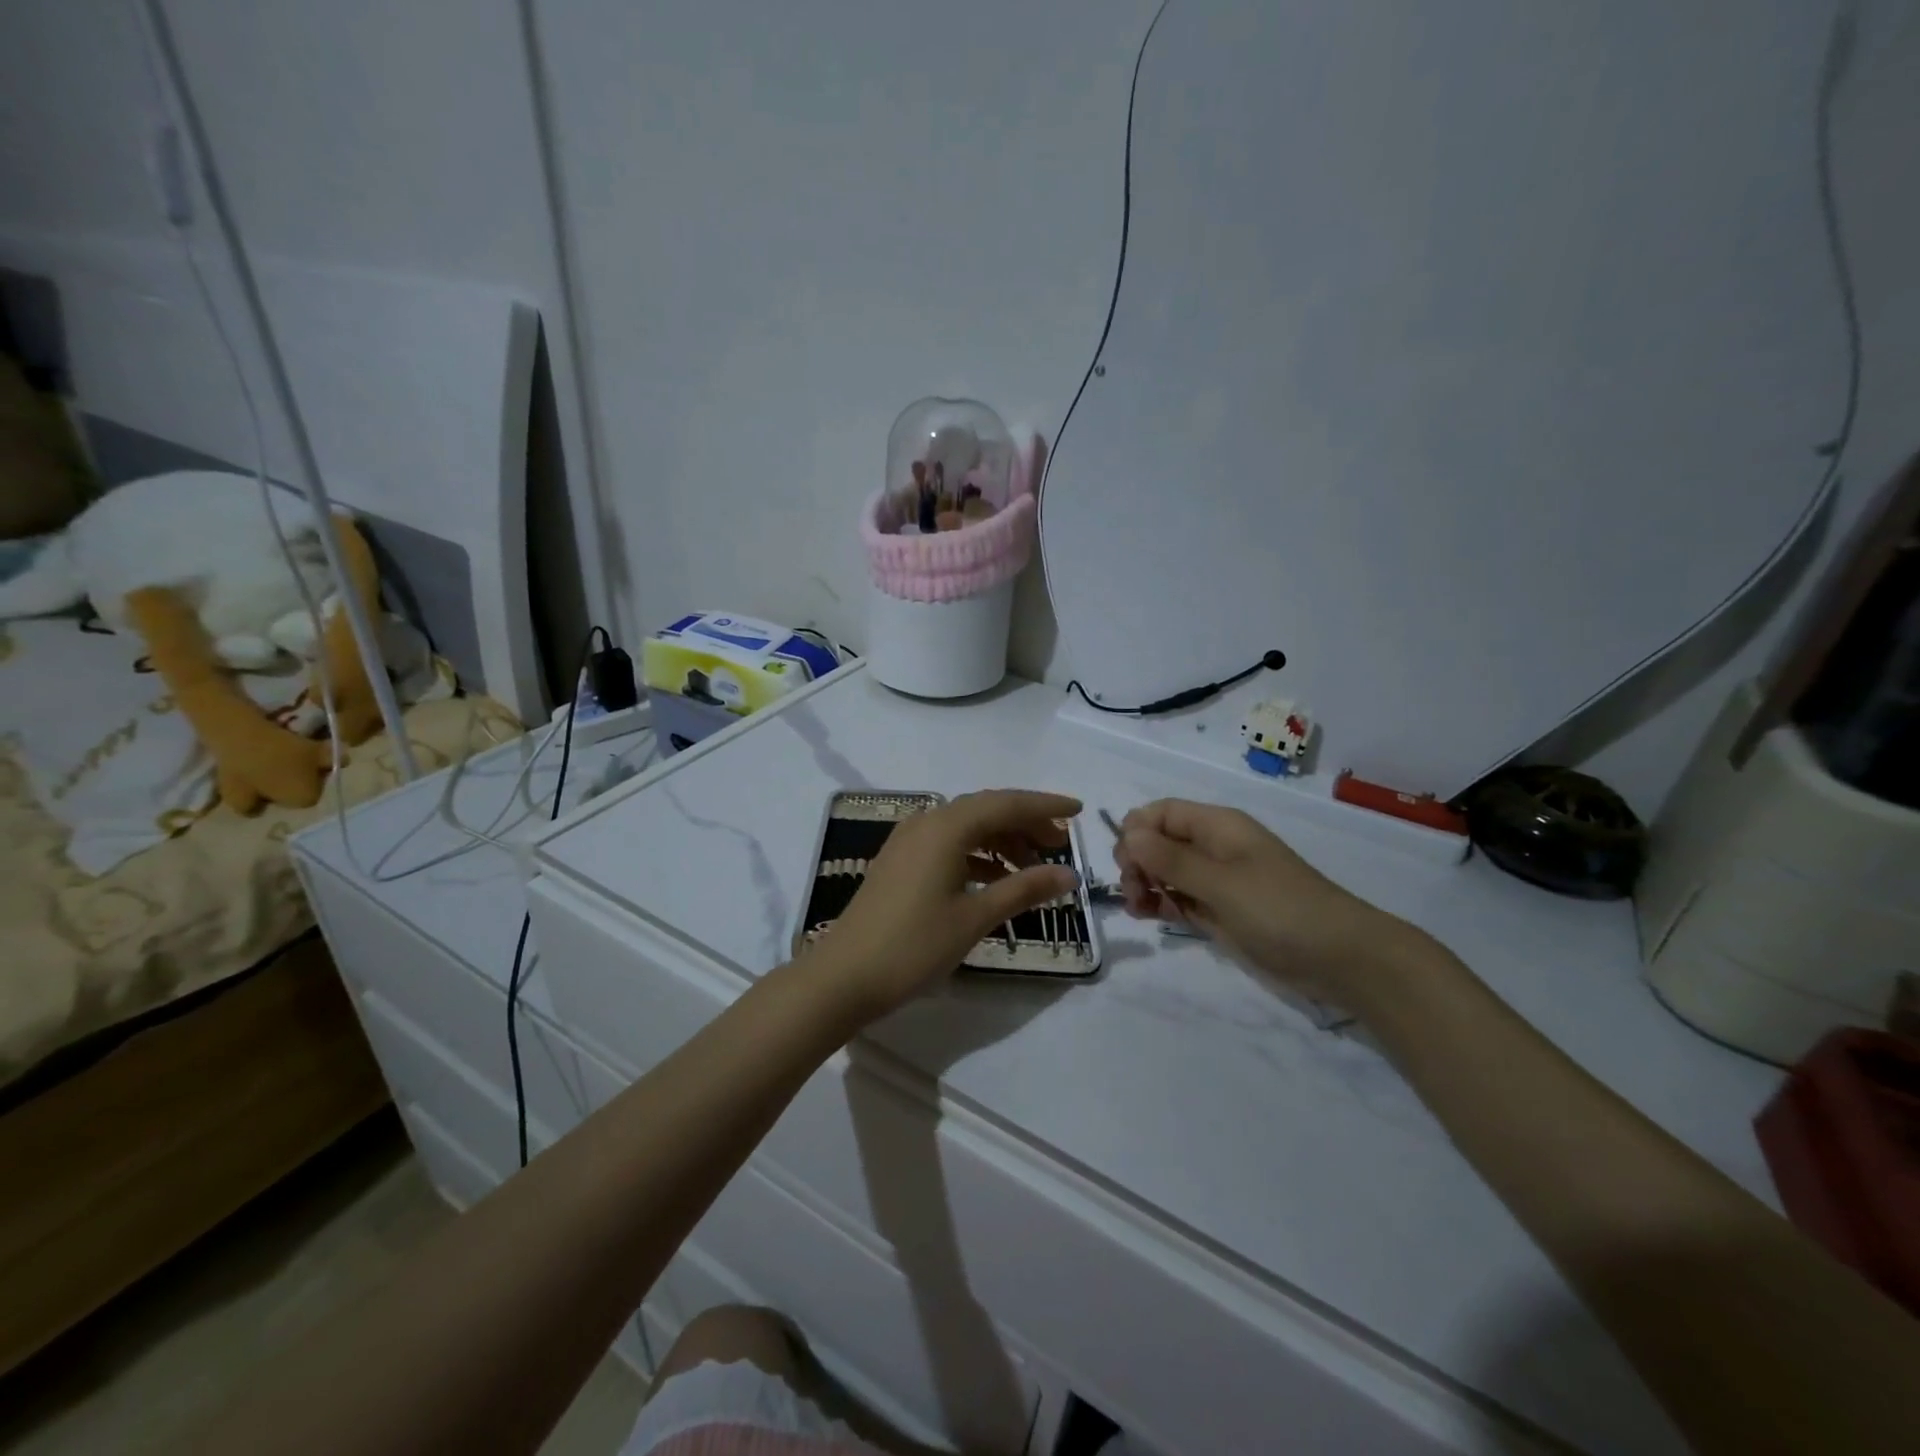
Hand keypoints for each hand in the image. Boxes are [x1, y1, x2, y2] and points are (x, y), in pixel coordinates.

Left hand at [811, 790, 1081, 1022]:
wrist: (843, 976)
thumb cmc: (914, 945)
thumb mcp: (975, 918)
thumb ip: (1024, 890)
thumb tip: (1069, 874)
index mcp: (947, 826)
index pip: (1006, 803)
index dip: (1045, 806)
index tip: (1079, 812)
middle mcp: (927, 822)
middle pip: (987, 809)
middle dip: (1026, 824)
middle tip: (1060, 846)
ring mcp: (909, 840)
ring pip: (967, 826)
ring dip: (1002, 841)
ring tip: (1033, 868)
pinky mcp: (901, 861)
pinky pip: (949, 843)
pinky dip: (978, 855)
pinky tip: (996, 880)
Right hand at [1116, 799, 1434, 1012]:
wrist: (1339, 958)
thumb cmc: (1280, 909)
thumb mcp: (1221, 882)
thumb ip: (1171, 859)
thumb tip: (1128, 833)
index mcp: (1217, 826)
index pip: (1161, 812)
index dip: (1136, 830)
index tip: (1126, 862)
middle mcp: (1212, 847)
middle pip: (1157, 841)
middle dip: (1137, 861)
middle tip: (1133, 893)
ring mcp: (1215, 880)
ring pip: (1163, 871)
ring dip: (1144, 884)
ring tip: (1138, 910)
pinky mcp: (1218, 910)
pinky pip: (1178, 897)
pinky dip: (1159, 902)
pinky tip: (1149, 915)